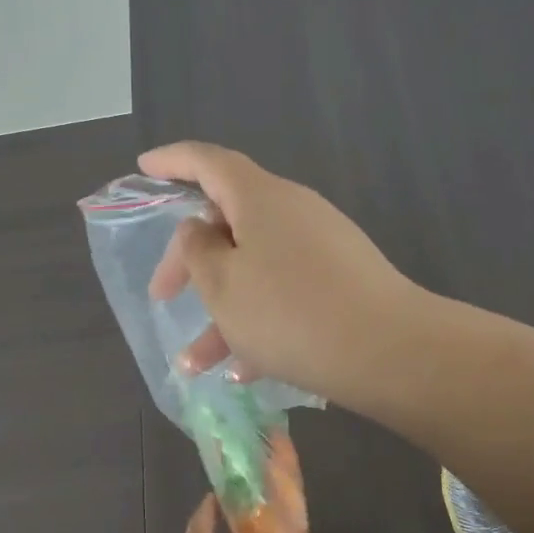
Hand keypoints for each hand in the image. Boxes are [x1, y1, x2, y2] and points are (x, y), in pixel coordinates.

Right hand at [140, 141, 425, 408]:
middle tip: (162, 297)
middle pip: (230, 222)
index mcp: (260, 197)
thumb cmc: (289, 312)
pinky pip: (287, 293)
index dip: (172, 162)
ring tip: (194, 363)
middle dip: (190, 261)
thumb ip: (198, 250)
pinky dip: (259, 322)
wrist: (388, 351)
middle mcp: (293, 212)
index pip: (208, 162)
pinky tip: (243, 370)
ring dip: (222, 310)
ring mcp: (322, 247)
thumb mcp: (222, 284)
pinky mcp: (342, 282)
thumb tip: (200, 230)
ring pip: (255, 269)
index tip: (144, 168)